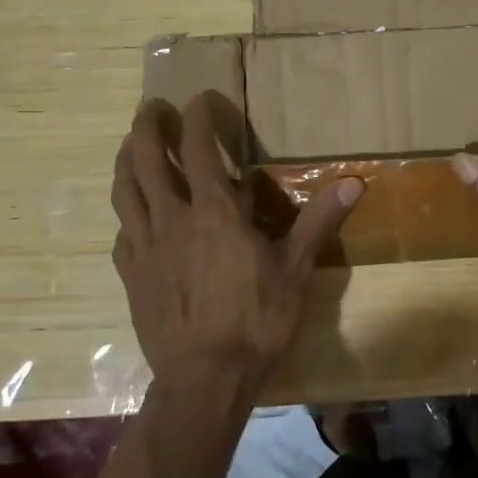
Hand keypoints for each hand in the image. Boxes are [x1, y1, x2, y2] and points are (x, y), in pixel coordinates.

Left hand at [112, 93, 362, 398]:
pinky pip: (123, 231)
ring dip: (126, 160)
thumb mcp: (296, 269)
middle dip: (147, 127)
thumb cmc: (256, 320)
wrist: (204, 378)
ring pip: (125, 191)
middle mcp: (172, 220)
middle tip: (151, 107)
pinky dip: (128, 212)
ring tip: (130, 144)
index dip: (196, 119)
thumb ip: (319, 221)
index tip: (199, 99)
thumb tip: (355, 181)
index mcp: (214, 213)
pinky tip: (133, 213)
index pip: (198, 150)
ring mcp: (145, 247)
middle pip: (147, 160)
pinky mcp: (131, 274)